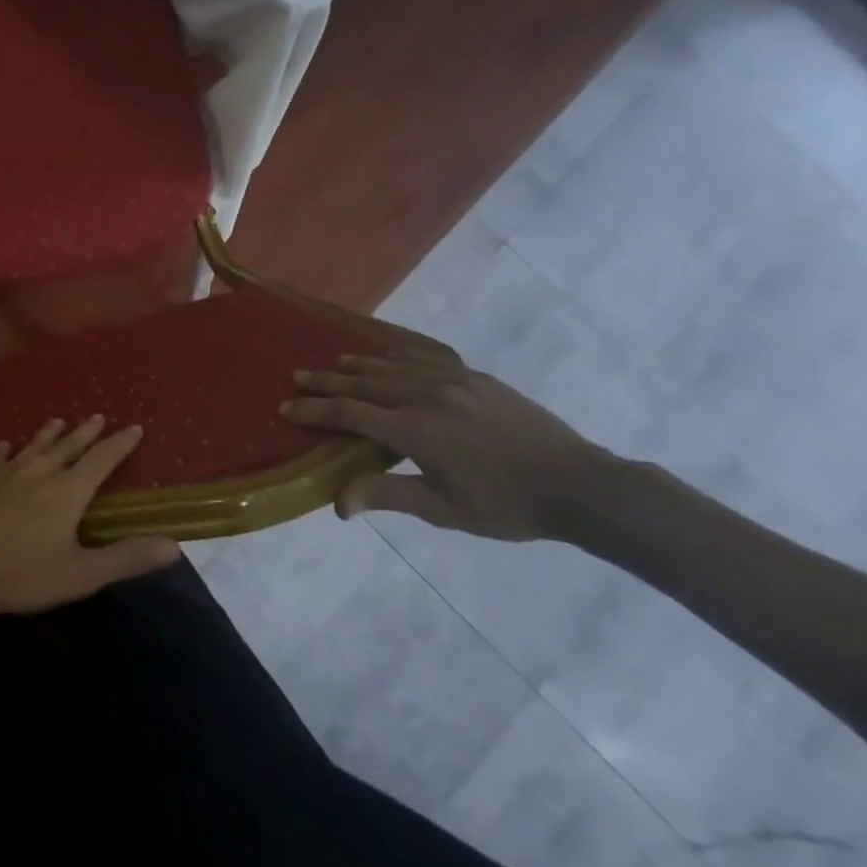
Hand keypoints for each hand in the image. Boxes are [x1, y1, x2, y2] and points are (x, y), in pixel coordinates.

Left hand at [0, 416, 180, 628]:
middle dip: (86, 432)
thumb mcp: (80, 575)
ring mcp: (5, 474)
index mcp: (67, 491)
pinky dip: (7, 449)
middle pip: (68, 446)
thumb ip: (126, 558)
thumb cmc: (21, 575)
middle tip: (99, 417)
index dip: (120, 444)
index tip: (135, 427)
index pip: (101, 460)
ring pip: (34, 446)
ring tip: (59, 421)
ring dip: (50, 433)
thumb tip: (174, 545)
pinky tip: (6, 445)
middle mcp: (39, 473)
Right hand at [280, 346, 623, 542]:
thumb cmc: (506, 506)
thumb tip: (338, 503)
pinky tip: (392, 356)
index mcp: (415, 430)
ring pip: (394, 367)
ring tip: (337, 363)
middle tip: (299, 377)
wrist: (578, 484)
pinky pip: (427, 359)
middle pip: (365, 384)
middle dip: (328, 381)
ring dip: (360, 365)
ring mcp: (454, 382)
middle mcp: (427, 396)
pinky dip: (400, 357)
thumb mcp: (443, 509)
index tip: (287, 408)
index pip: (350, 414)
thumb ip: (388, 495)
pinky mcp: (477, 378)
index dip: (315, 410)